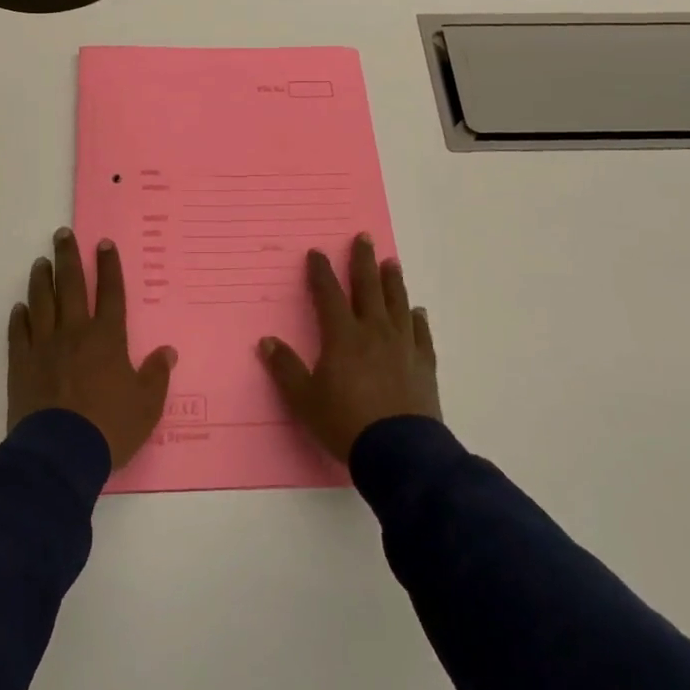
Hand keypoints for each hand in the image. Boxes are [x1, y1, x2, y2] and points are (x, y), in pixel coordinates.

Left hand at [8, 228, 177, 468]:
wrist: (59, 453)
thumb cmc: (109, 428)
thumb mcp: (146, 406)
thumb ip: (156, 375)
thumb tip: (168, 351)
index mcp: (107, 338)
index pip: (111, 293)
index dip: (109, 267)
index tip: (103, 244)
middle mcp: (75, 333)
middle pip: (71, 286)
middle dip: (68, 257)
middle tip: (62, 234)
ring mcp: (44, 346)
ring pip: (42, 302)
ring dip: (41, 279)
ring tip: (41, 262)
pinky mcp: (21, 364)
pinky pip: (18, 333)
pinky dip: (19, 317)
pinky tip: (19, 307)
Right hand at [257, 233, 439, 461]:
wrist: (399, 452)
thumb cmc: (345, 423)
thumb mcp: (304, 400)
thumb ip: (286, 369)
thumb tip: (266, 341)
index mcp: (342, 336)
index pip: (329, 293)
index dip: (321, 272)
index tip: (317, 252)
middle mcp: (373, 331)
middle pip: (368, 287)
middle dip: (363, 261)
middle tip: (365, 237)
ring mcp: (402, 346)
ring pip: (397, 303)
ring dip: (393, 281)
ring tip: (392, 262)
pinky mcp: (423, 364)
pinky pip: (421, 334)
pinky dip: (418, 320)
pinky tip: (417, 311)